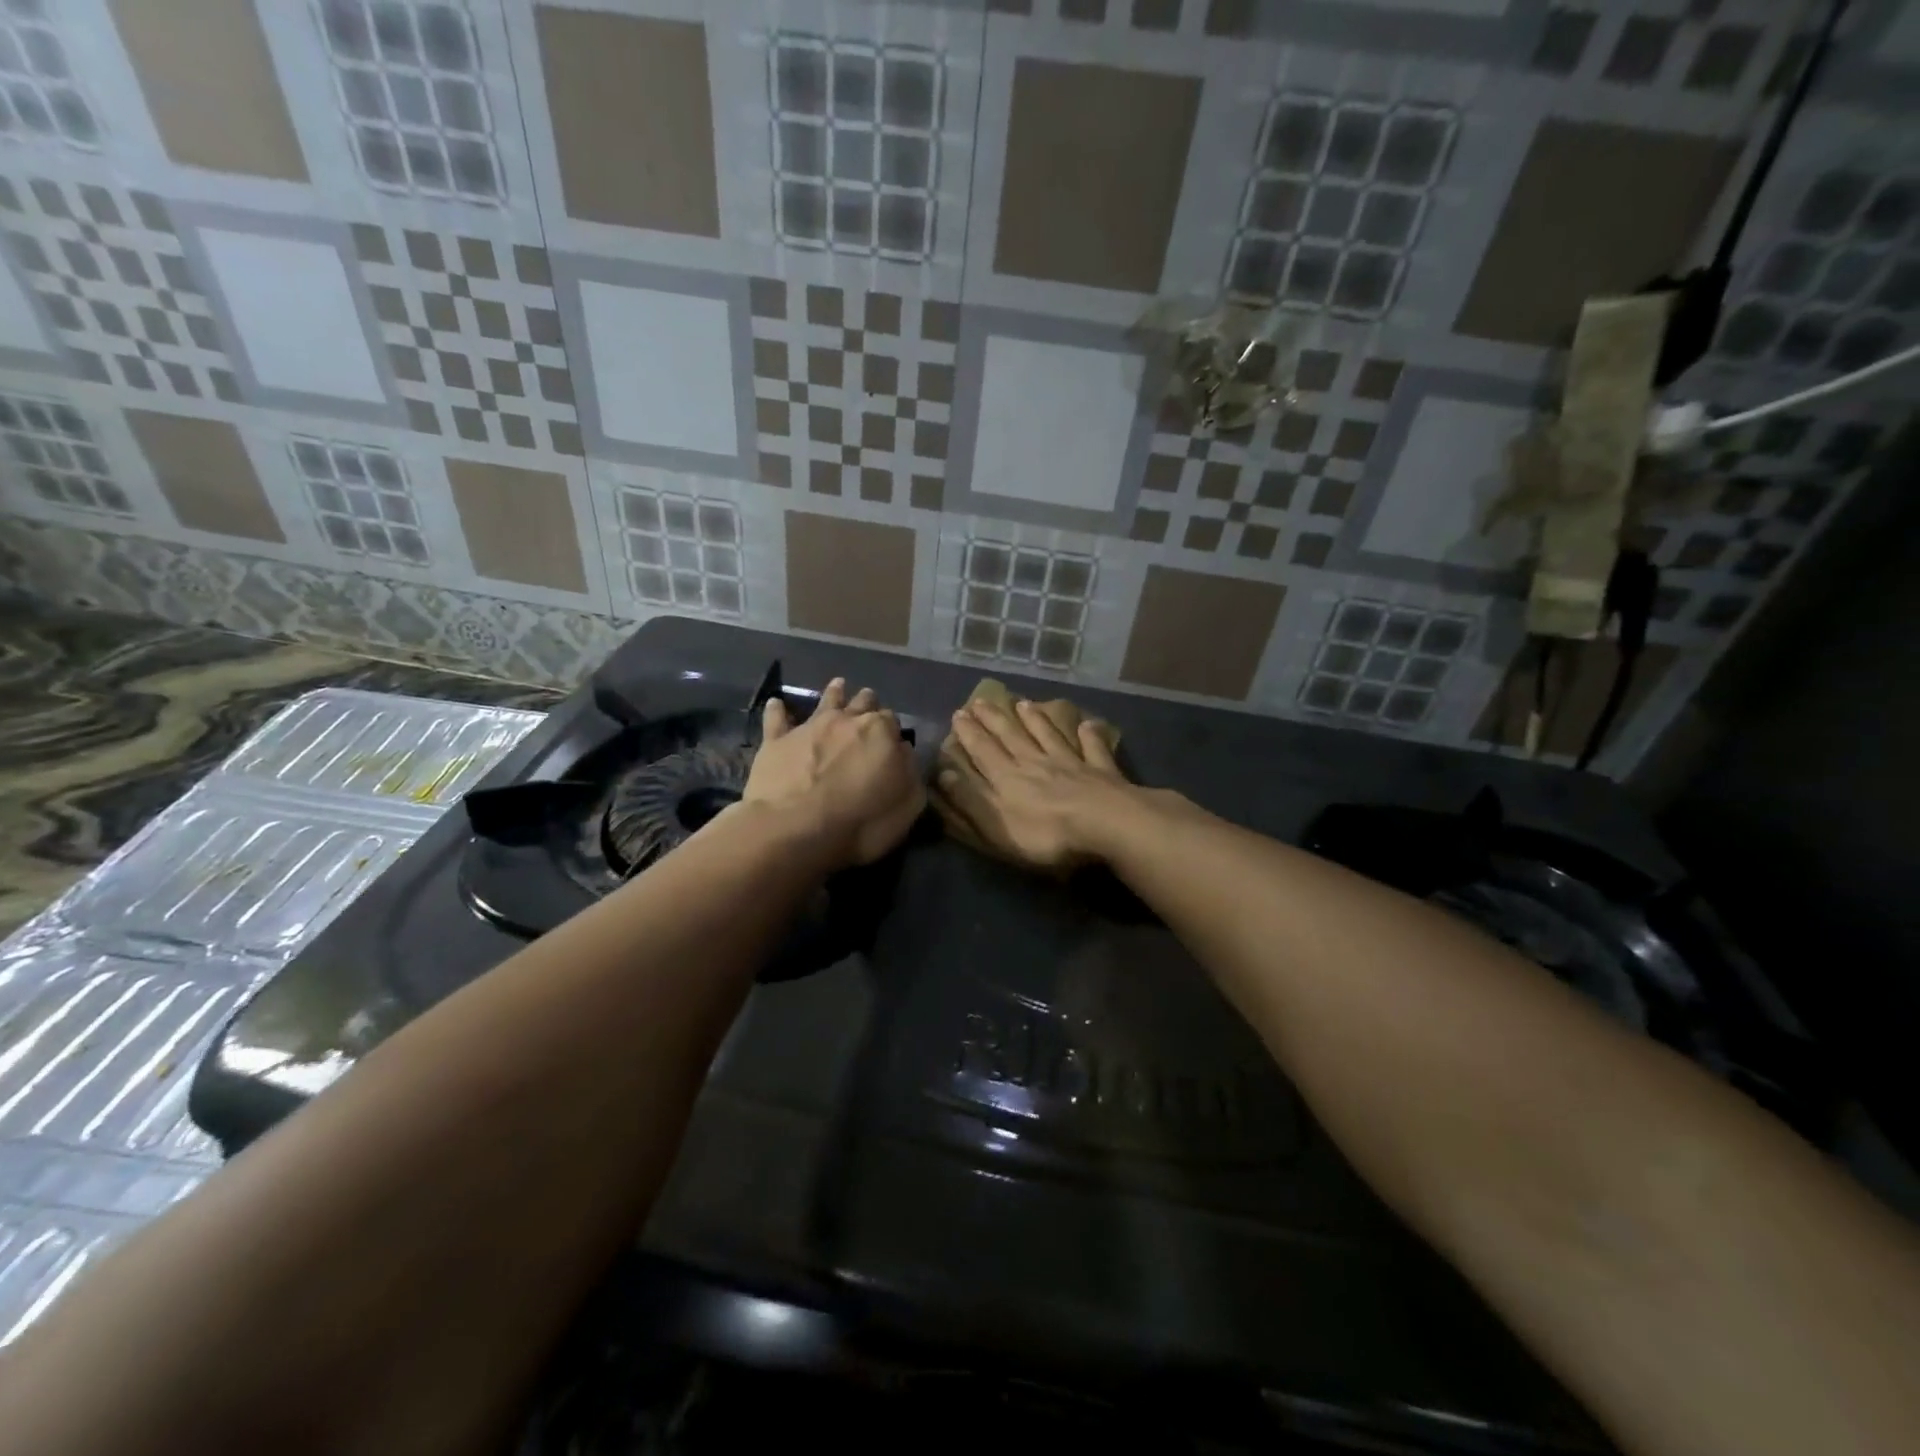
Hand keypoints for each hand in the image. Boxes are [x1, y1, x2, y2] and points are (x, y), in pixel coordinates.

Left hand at [742, 677, 924, 869]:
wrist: (794, 828)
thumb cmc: (860, 823)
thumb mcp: (907, 805)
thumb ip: (909, 773)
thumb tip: (903, 752)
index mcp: (881, 732)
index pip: (892, 721)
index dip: (892, 730)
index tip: (892, 741)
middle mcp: (846, 720)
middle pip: (862, 703)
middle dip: (868, 704)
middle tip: (869, 707)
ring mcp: (809, 727)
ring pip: (826, 700)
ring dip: (834, 693)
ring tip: (838, 685)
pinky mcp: (777, 741)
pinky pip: (776, 718)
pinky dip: (778, 710)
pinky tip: (776, 703)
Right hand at [935, 697, 1135, 871]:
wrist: (1105, 825)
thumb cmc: (1046, 834)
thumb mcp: (996, 825)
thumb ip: (971, 799)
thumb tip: (944, 773)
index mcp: (1008, 778)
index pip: (983, 751)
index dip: (969, 734)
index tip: (958, 714)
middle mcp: (1036, 763)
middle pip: (1011, 737)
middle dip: (993, 719)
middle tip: (980, 701)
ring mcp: (1071, 764)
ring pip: (1048, 736)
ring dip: (1035, 719)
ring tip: (1023, 703)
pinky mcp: (1100, 772)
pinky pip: (1093, 749)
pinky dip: (1089, 736)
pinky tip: (1087, 725)